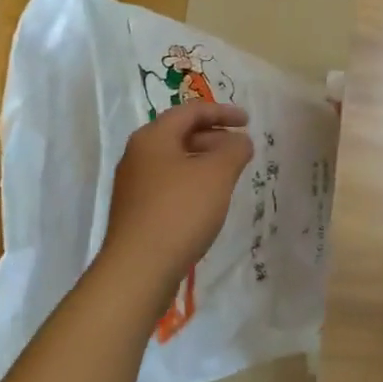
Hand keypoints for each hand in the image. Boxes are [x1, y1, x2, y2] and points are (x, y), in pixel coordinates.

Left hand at [100, 102, 252, 301]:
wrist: (137, 270)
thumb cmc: (180, 211)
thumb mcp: (217, 174)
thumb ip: (234, 149)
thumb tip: (240, 141)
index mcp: (153, 137)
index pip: (191, 111)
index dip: (223, 112)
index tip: (248, 122)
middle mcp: (138, 155)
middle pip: (181, 133)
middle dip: (215, 137)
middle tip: (241, 149)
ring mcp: (134, 184)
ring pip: (175, 160)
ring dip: (204, 161)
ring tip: (230, 175)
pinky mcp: (136, 211)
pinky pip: (169, 183)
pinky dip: (192, 182)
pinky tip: (208, 201)